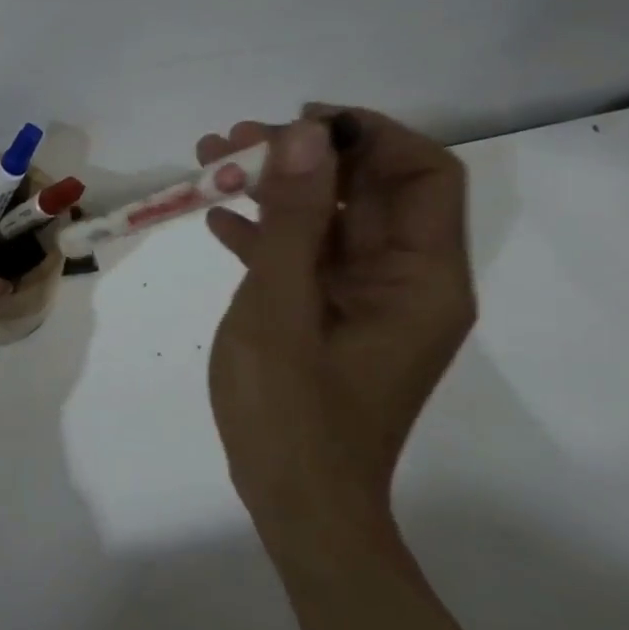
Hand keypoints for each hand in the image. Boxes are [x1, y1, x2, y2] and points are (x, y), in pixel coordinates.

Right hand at [199, 107, 475, 525]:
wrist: (296, 505)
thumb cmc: (292, 413)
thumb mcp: (281, 307)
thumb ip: (294, 219)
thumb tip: (304, 135)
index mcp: (420, 277)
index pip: (420, 173)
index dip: (365, 134)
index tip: (294, 124)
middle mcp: (405, 281)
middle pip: (366, 191)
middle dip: (300, 158)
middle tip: (228, 142)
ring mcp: (365, 301)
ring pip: (329, 221)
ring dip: (274, 191)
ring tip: (208, 166)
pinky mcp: (331, 320)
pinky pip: (306, 259)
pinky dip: (266, 234)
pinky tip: (217, 221)